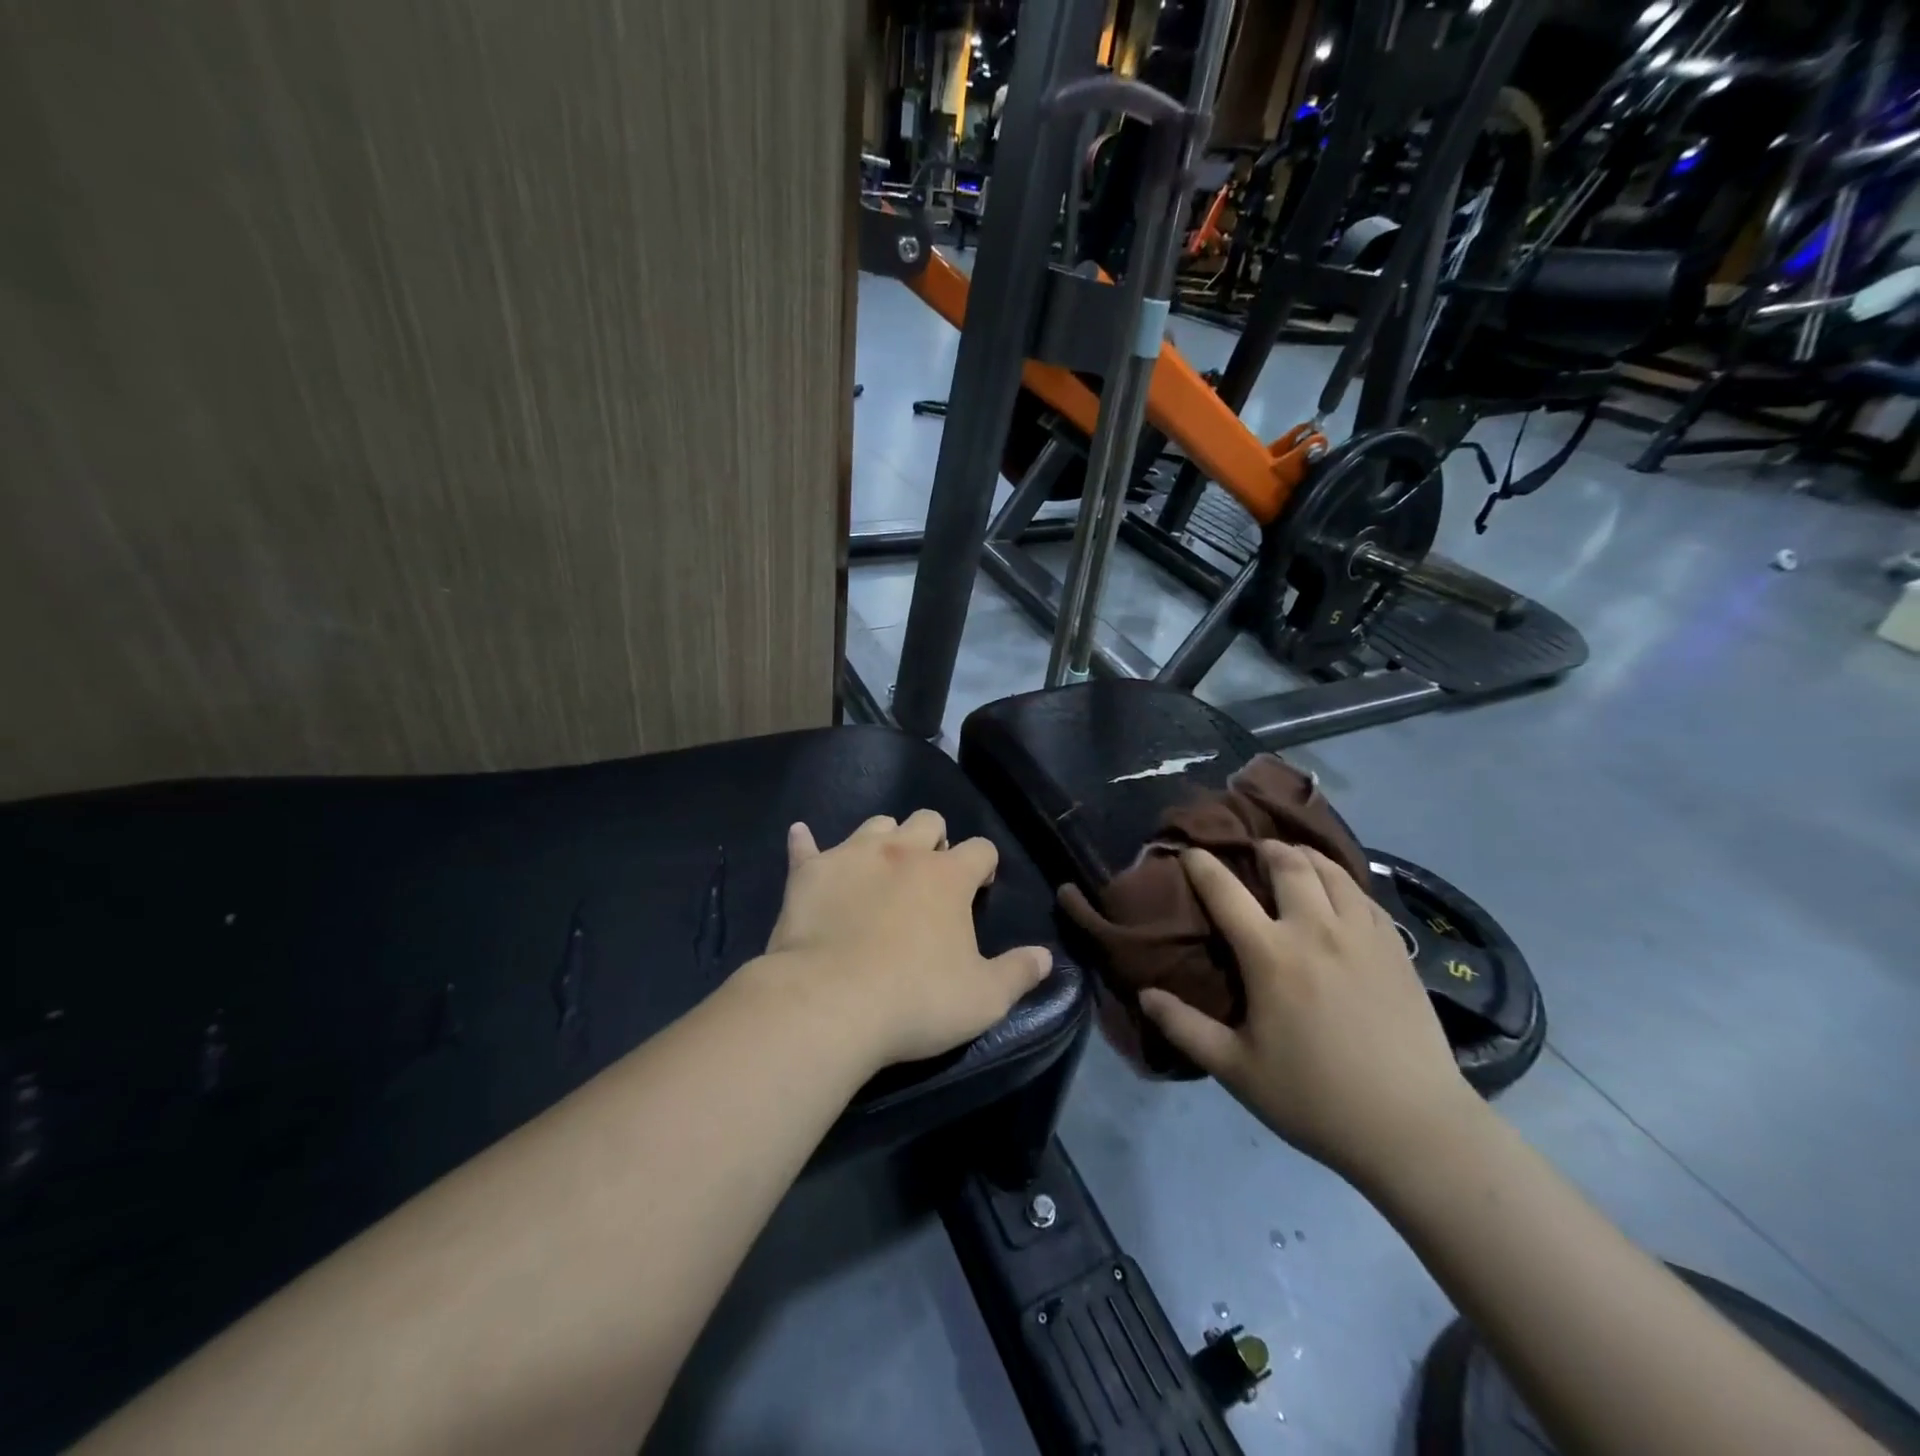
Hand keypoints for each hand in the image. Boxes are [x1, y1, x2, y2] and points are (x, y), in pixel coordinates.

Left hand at [759, 810, 1051, 1069]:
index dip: (985, 865)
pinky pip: (806, 846)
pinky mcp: (809, 872)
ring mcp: (852, 856)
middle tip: (930, 876)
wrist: (829, 1004)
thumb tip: (1045, 957)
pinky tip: (801, 838)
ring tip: (881, 867)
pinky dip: (807, 843)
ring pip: (876, 824)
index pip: (981, 849)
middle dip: (934, 839)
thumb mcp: (983, 999)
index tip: (981, 886)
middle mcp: (903, 852)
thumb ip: (1018, 973)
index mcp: (948, 876)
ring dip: (885, 839)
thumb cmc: (916, 1000)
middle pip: (927, 820)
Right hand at [1137, 841, 1472, 1184]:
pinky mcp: (1397, 949)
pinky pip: (1366, 896)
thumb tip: (1144, 994)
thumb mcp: (1236, 1070)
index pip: (1225, 891)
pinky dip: (1344, 883)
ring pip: (1332, 871)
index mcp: (1271, 955)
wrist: (1413, 1128)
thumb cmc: (1315, 1098)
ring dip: (1307, 857)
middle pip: (1288, 864)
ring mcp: (1362, 935)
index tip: (1189, 852)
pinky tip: (1340, 896)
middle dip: (1264, 848)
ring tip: (1295, 859)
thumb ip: (1185, 1027)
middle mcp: (1315, 930)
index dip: (1202, 865)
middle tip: (1252, 851)